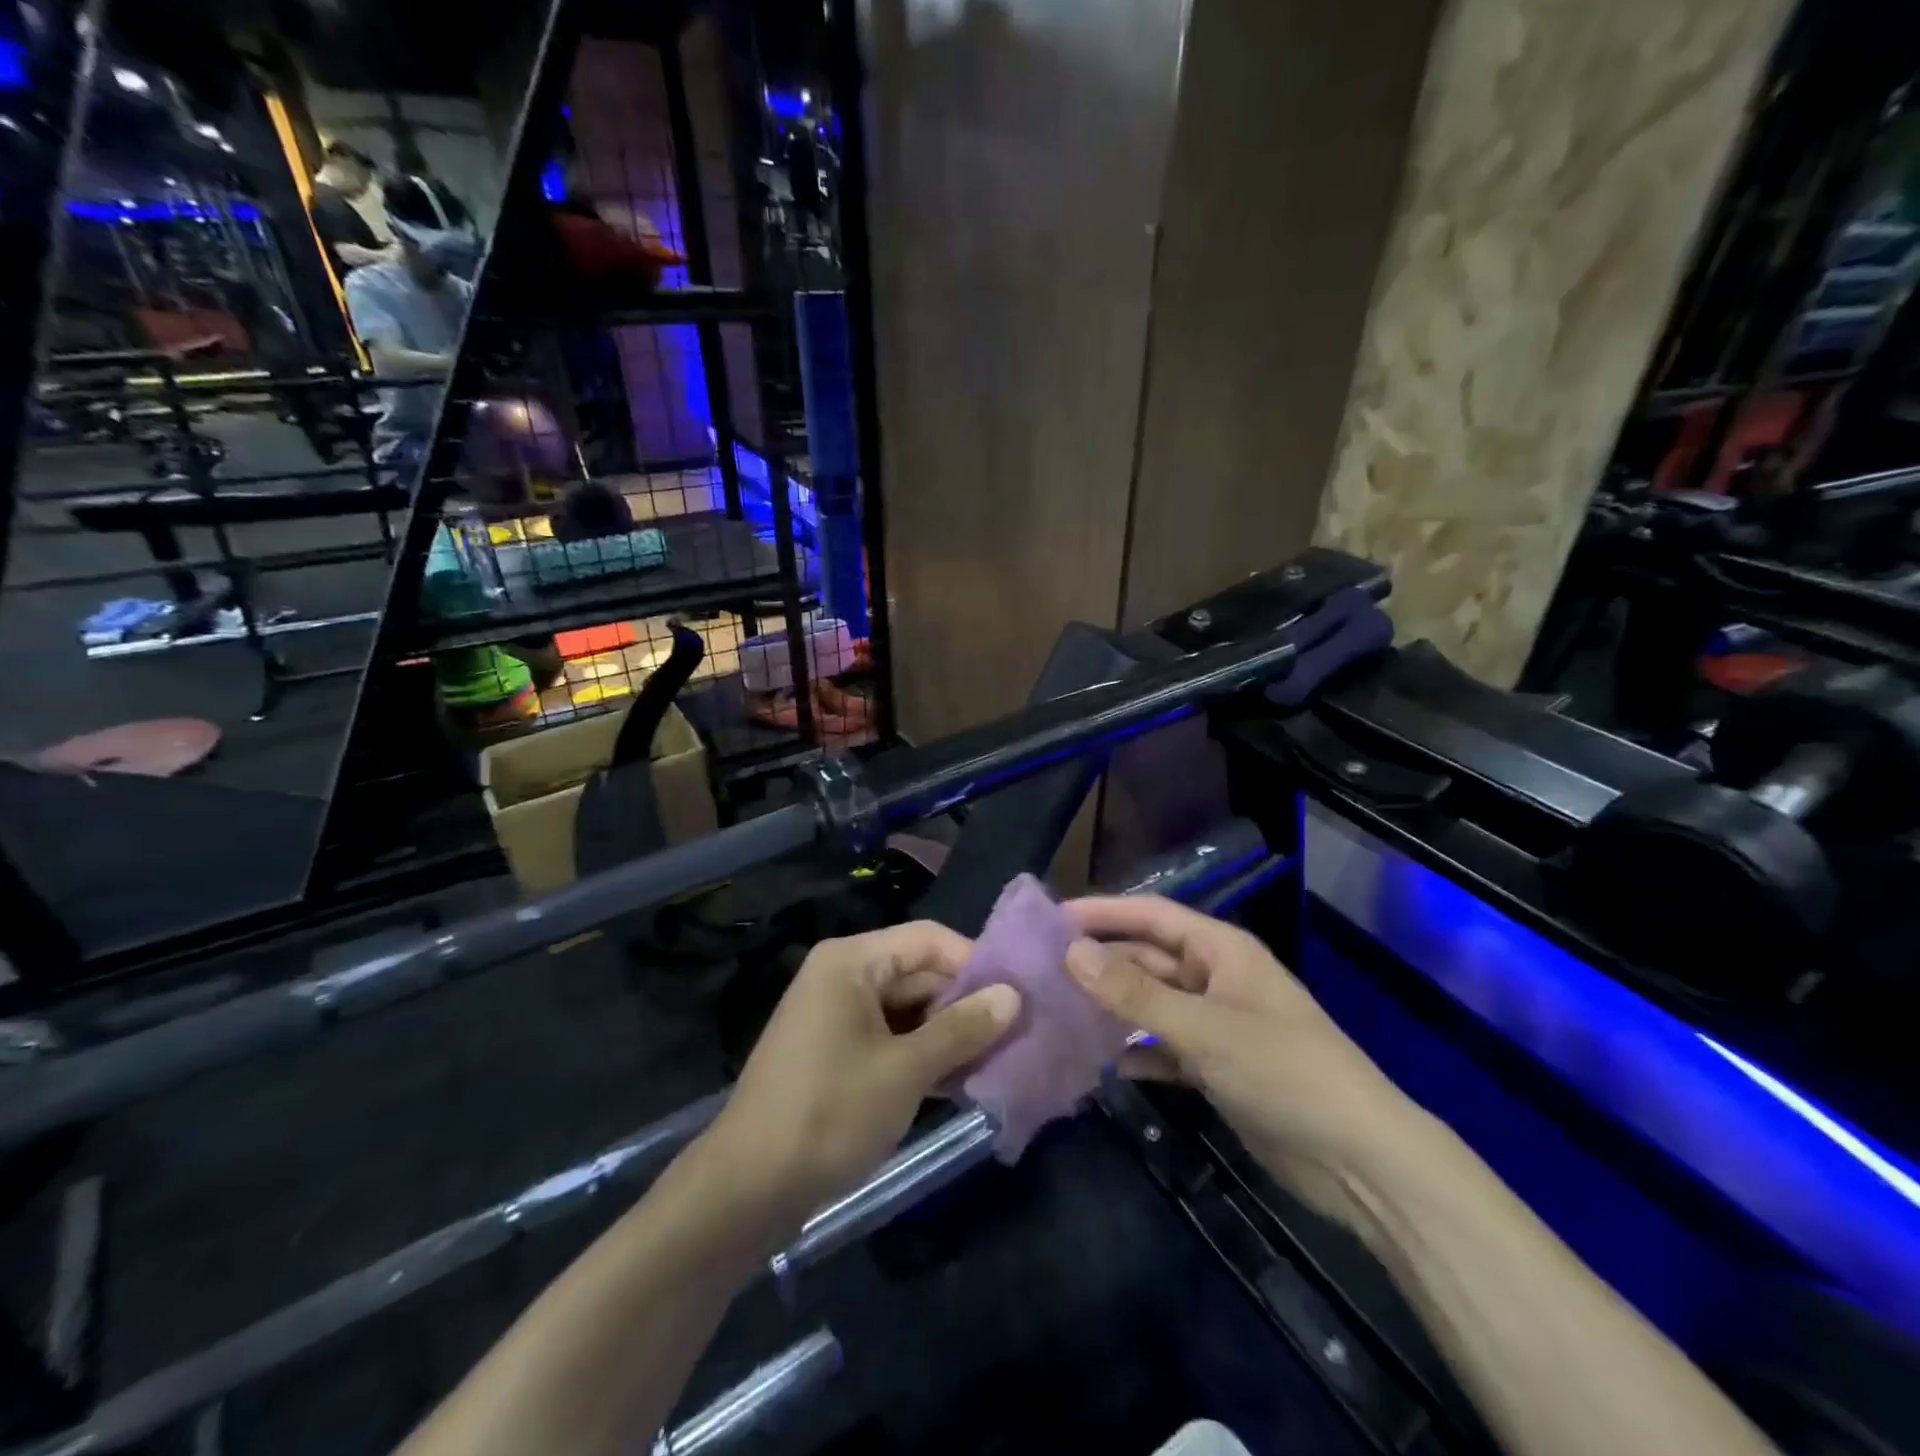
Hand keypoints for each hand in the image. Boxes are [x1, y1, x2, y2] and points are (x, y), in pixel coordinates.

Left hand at [702, 922, 1019, 1234]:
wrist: (746, 1189)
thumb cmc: (829, 1113)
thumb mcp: (905, 1070)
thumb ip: (961, 1029)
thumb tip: (1014, 996)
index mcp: (853, 960)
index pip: (929, 940)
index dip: (976, 964)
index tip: (1020, 997)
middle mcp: (844, 975)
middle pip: (920, 973)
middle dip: (965, 1004)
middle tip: (1017, 1035)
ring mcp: (837, 1015)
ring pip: (909, 1009)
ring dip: (948, 1034)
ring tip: (998, 1061)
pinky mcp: (836, 1052)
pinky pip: (891, 1037)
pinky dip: (923, 1054)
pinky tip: (960, 1082)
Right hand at [1063, 896, 1412, 1223]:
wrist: (1358, 1161)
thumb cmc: (1282, 1071)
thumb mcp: (1203, 1028)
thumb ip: (1133, 993)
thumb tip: (1070, 952)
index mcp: (1221, 950)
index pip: (1151, 915)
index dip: (1103, 912)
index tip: (1051, 919)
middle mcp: (1216, 979)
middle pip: (1147, 960)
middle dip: (1101, 965)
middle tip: (1042, 972)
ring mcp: (1217, 1024)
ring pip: (1152, 1005)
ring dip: (1113, 1009)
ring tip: (1059, 1013)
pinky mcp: (1217, 1067)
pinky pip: (1165, 1048)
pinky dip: (1137, 1052)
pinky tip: (1102, 1064)